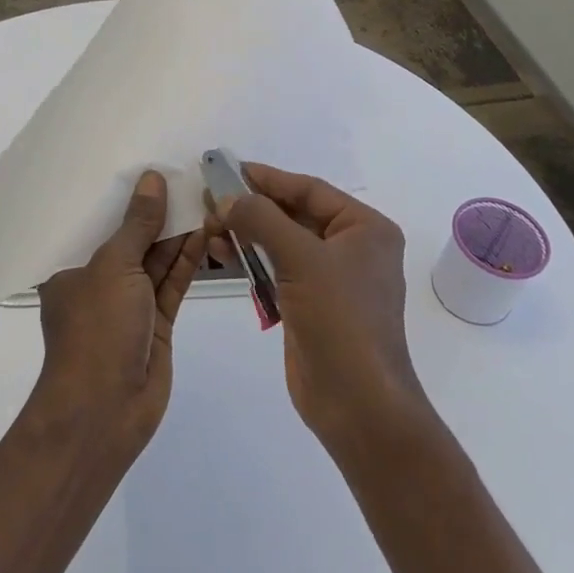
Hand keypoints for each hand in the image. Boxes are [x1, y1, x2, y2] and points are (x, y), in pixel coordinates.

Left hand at [34, 170, 205, 458]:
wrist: (105, 410)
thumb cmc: (96, 329)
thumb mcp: (113, 267)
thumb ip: (137, 224)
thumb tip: (151, 179)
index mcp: (72, 267)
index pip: (97, 222)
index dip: (123, 195)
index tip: (147, 164)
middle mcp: (100, 281)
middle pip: (132, 238)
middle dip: (158, 211)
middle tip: (187, 175)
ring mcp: (130, 303)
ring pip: (157, 259)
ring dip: (179, 232)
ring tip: (204, 196)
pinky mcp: (157, 322)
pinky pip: (173, 282)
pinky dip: (189, 259)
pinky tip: (207, 230)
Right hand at [215, 163, 432, 458]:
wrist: (358, 403)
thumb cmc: (340, 320)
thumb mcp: (302, 259)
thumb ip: (262, 219)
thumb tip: (226, 198)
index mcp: (365, 228)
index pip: (310, 190)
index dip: (267, 178)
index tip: (228, 169)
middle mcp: (352, 248)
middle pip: (294, 214)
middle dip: (252, 208)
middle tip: (210, 199)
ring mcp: (331, 278)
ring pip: (282, 243)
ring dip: (247, 234)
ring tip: (209, 228)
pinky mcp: (311, 304)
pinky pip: (278, 270)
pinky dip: (252, 261)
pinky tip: (222, 255)